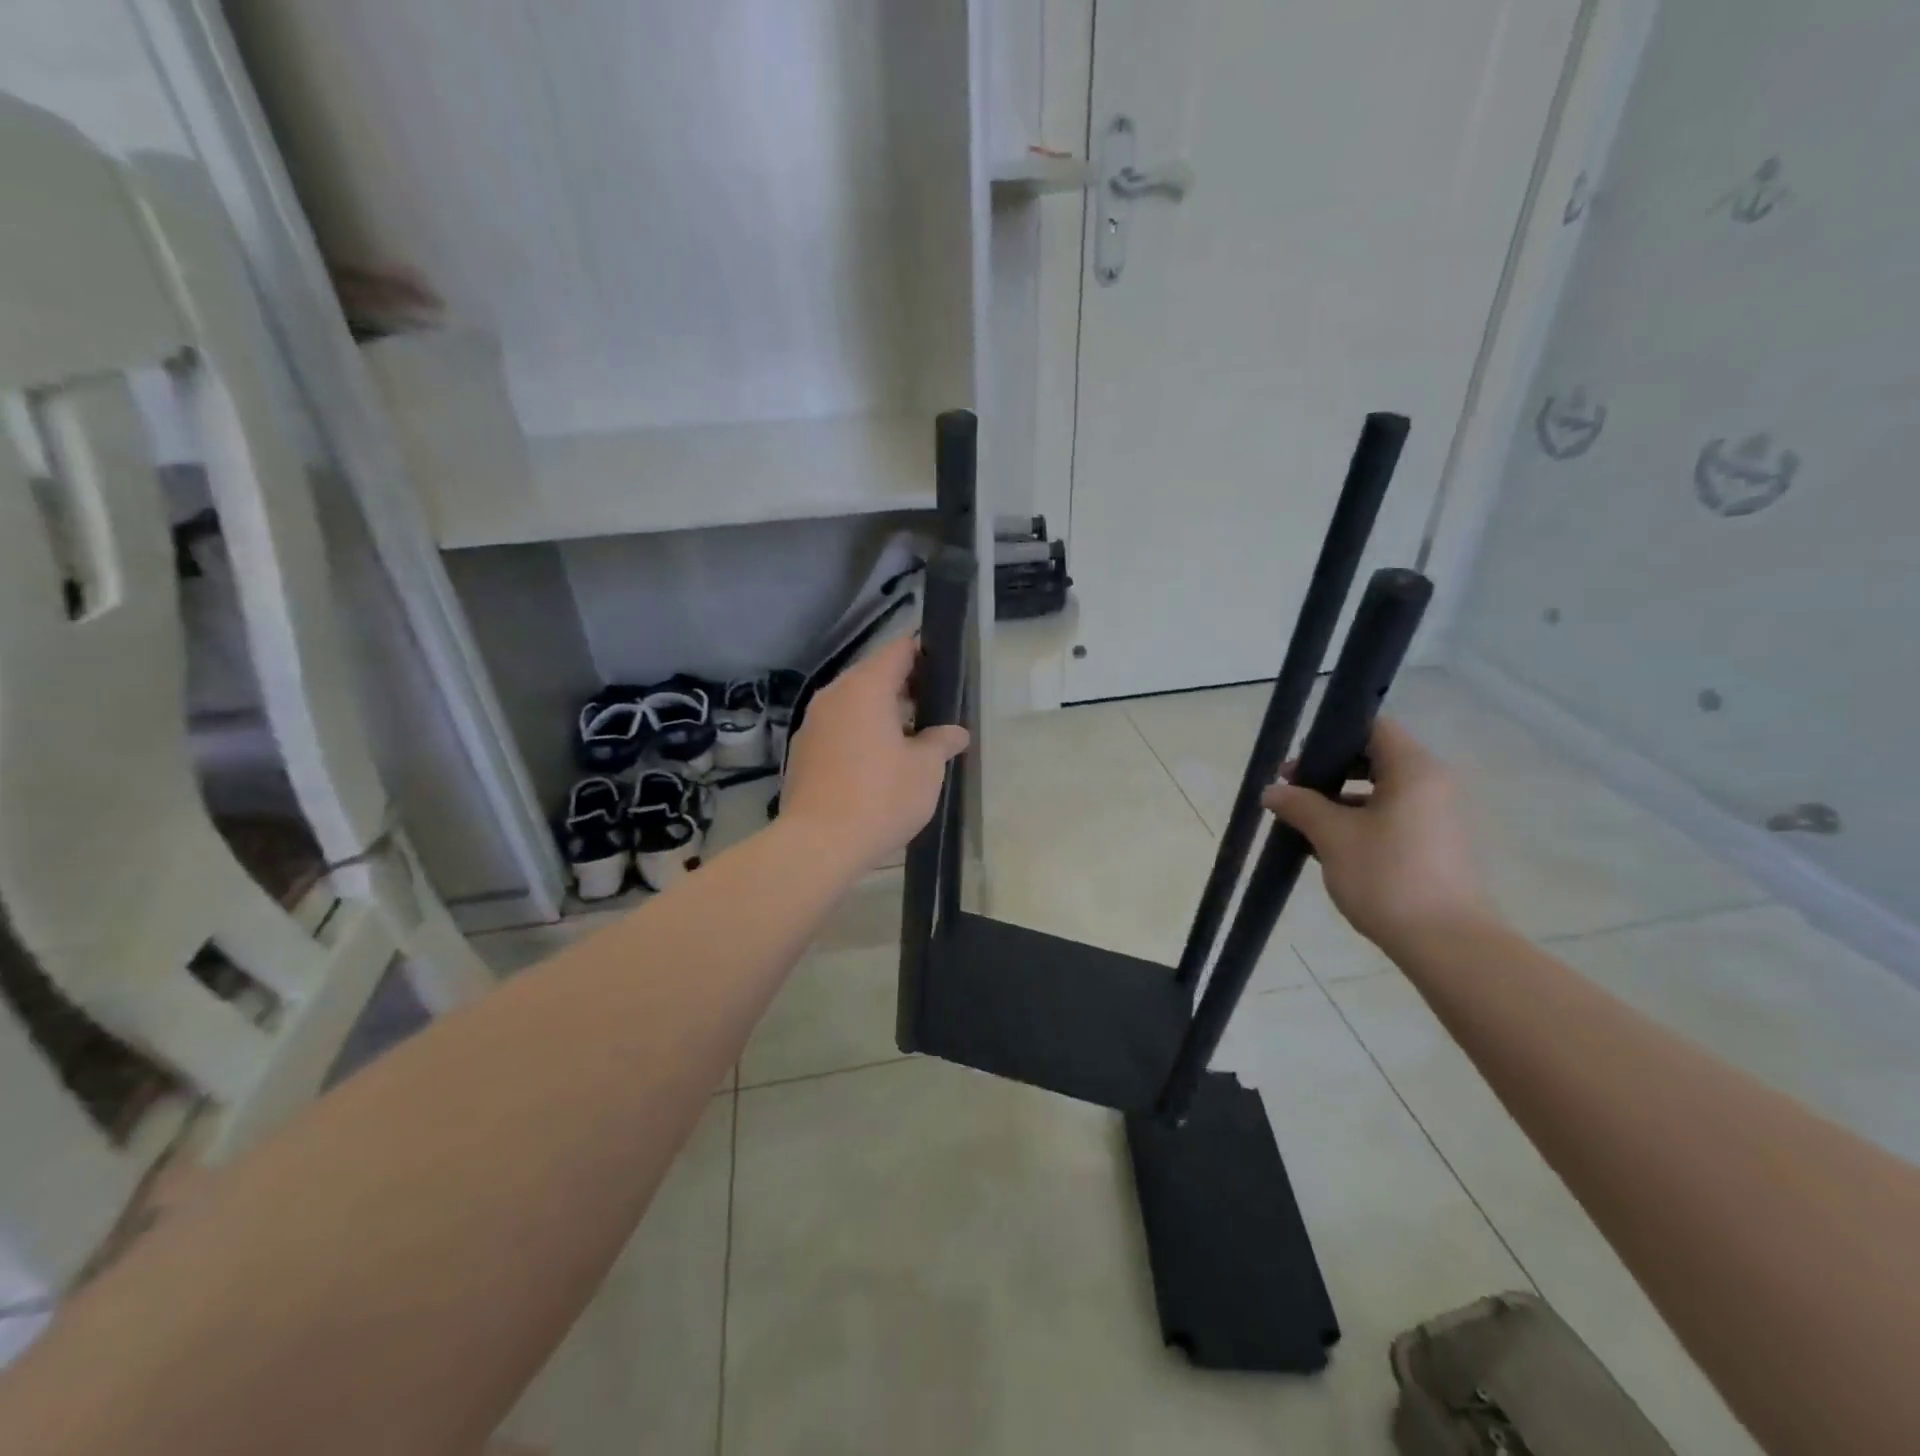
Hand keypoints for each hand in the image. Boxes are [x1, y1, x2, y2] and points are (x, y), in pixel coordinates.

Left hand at [779, 636, 969, 871]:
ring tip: (911, 740)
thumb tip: (955, 732)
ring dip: (881, 715)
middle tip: (935, 710)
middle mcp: (833, 696)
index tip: (944, 669)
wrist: (818, 845)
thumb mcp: (925, 769)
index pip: (898, 650)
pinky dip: (860, 735)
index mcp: (864, 688)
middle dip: (905, 689)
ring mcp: (812, 724)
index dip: (923, 653)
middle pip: (873, 676)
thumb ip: (941, 741)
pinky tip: (878, 764)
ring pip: (854, 705)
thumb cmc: (880, 797)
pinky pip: (838, 730)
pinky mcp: (802, 752)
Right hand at [1261, 718, 1492, 952]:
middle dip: (1330, 771)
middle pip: (1377, 758)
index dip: (1331, 736)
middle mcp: (1434, 784)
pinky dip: (1362, 820)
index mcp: (1414, 770)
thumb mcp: (1332, 837)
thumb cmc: (1387, 877)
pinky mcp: (1439, 844)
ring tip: (1305, 823)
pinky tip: (1331, 847)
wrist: (1447, 943)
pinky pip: (1395, 816)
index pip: (1373, 728)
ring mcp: (1440, 816)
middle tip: (1292, 790)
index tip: (1299, 762)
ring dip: (1342, 799)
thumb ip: (1300, 805)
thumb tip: (1271, 790)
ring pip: (1383, 790)